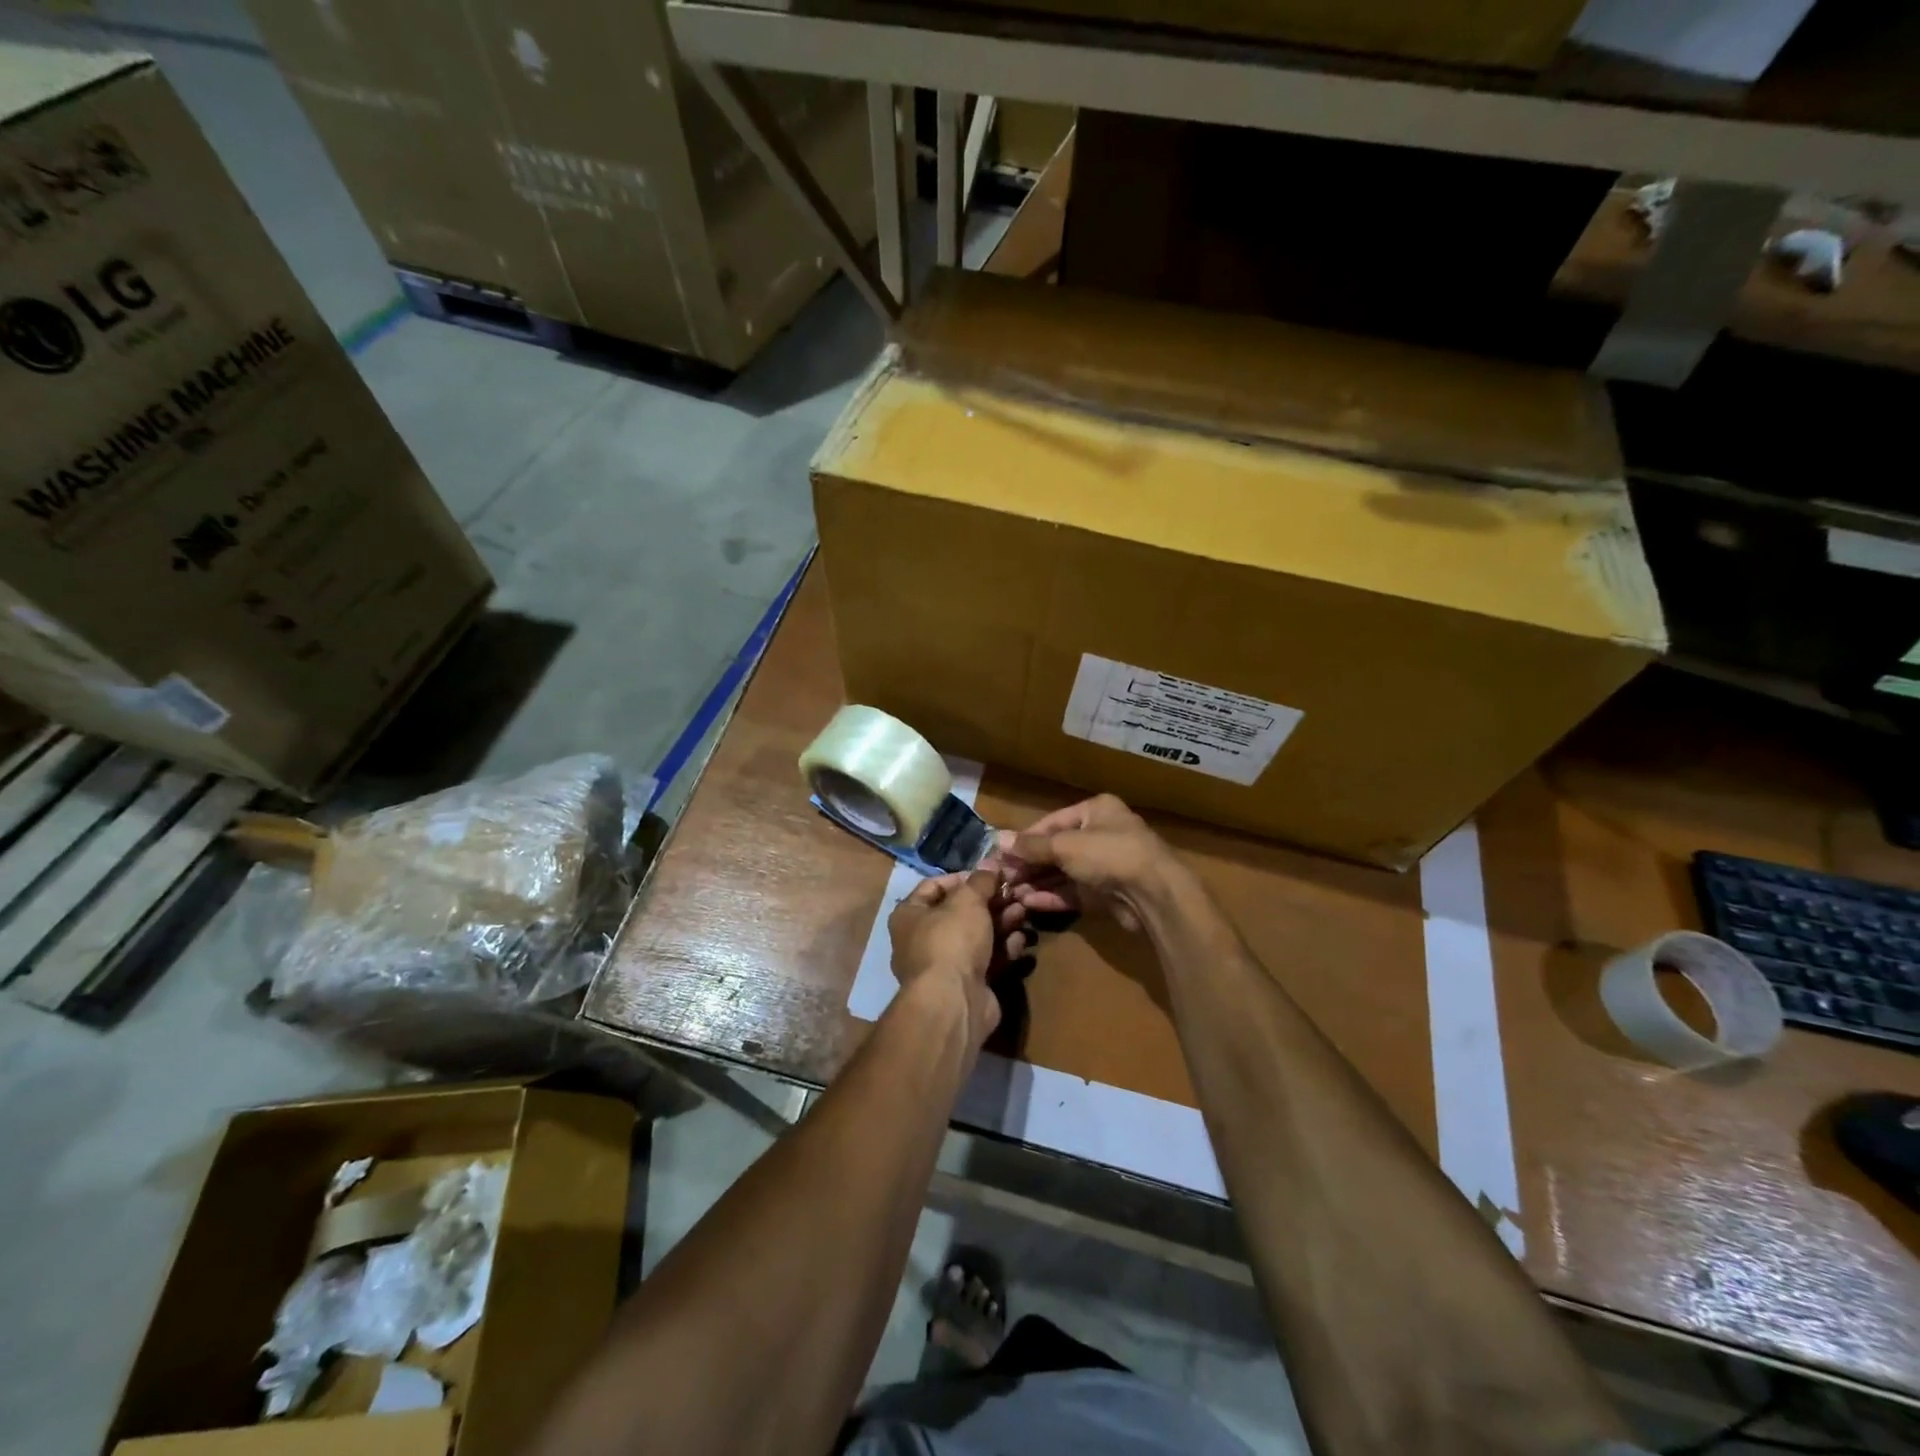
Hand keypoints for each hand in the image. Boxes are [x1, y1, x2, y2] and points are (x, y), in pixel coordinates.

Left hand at [888, 868, 1027, 1045]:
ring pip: (977, 936)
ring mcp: (945, 965)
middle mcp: (922, 939)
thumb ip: (981, 881)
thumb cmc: (951, 940)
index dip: (963, 877)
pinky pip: (987, 960)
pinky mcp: (967, 985)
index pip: (934, 886)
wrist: (954, 1001)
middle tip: (1015, 892)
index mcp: (909, 915)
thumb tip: (990, 863)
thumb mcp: (968, 901)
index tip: (990, 874)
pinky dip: (1003, 949)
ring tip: (1024, 911)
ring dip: (1001, 922)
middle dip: (990, 901)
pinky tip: (1021, 940)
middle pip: (960, 912)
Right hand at [1001, 795, 1184, 933]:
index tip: (1001, 854)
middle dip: (1029, 864)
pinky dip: (1052, 896)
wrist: (1154, 894)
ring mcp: (1104, 865)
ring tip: (1010, 893)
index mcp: (1096, 810)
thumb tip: (997, 839)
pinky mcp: (1106, 893)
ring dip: (1038, 882)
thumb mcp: (1065, 846)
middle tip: (1003, 877)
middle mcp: (1101, 834)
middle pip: (1056, 848)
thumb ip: (1031, 846)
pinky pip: (1073, 892)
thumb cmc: (1109, 855)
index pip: (1052, 822)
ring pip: (1064, 872)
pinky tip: (1029, 903)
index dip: (1025, 838)